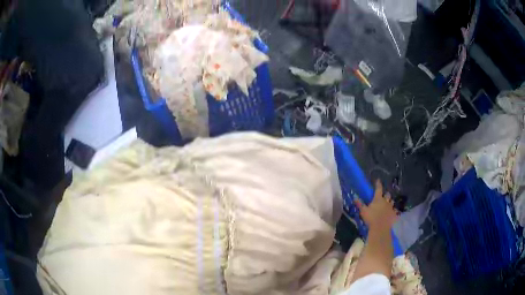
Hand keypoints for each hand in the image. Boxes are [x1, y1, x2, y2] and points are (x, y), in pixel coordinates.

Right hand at [355, 180, 397, 230]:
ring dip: (390, 202)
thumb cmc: (371, 218)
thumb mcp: (363, 211)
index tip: (378, 180)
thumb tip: (355, 197)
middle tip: (383, 196)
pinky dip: (393, 210)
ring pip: (391, 202)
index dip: (378, 184)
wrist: (380, 228)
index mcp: (378, 199)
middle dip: (386, 194)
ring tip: (388, 203)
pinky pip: (394, 210)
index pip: (378, 189)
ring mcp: (390, 207)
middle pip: (387, 195)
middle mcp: (385, 201)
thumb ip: (360, 204)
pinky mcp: (393, 214)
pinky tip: (391, 212)